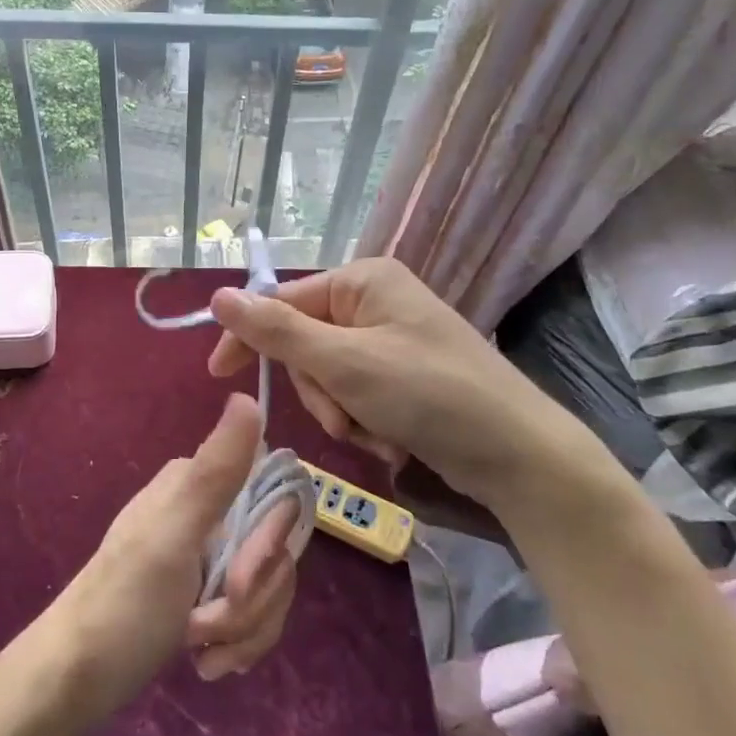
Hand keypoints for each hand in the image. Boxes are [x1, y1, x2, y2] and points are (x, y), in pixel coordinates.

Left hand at [49, 394, 300, 720]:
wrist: (73, 681)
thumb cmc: (122, 606)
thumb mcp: (172, 536)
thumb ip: (217, 471)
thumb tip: (247, 396)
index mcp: (198, 484)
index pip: (276, 498)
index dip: (269, 548)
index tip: (239, 583)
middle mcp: (208, 511)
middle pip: (277, 551)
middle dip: (253, 600)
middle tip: (206, 625)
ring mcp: (208, 556)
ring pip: (269, 587)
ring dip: (245, 629)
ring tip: (200, 649)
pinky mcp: (206, 595)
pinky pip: (254, 614)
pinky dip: (238, 643)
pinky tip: (206, 662)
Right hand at [207, 258, 610, 501]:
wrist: (517, 454)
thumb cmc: (429, 393)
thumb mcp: (344, 362)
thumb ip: (277, 331)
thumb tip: (219, 295)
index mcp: (363, 281)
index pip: (281, 301)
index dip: (249, 339)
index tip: (218, 374)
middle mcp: (375, 302)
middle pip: (304, 345)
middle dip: (318, 390)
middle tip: (343, 416)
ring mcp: (390, 341)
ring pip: (326, 377)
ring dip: (340, 412)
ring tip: (375, 432)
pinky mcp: (402, 377)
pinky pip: (354, 395)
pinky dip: (362, 422)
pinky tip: (391, 439)